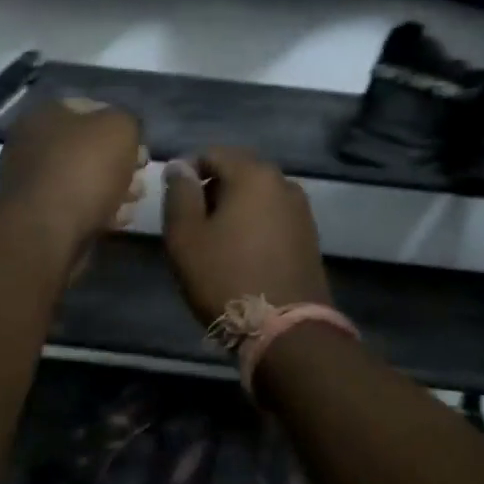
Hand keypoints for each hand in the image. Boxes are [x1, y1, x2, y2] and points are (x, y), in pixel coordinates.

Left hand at [0, 98, 145, 248]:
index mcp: (46, 115)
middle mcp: (35, 144)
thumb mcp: (119, 128)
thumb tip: (125, 134)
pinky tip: (118, 220)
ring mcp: (35, 182)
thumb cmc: (84, 169)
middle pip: (90, 148)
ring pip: (87, 179)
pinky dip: (100, 211)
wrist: (47, 231)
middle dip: (121, 162)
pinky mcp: (42, 216)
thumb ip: (127, 122)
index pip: (92, 108)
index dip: (122, 125)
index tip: (141, 146)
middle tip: (140, 176)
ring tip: (133, 201)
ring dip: (115, 189)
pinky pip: (79, 207)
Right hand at [162, 148, 331, 326]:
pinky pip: (273, 218)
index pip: (212, 153)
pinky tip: (241, 254)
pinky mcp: (310, 237)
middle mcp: (284, 183)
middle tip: (192, 224)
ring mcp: (302, 210)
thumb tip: (179, 166)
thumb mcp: (186, 236)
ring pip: (257, 196)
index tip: (174, 202)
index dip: (187, 172)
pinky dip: (254, 226)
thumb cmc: (226, 277)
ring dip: (234, 209)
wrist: (285, 330)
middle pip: (238, 172)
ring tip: (215, 242)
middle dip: (212, 190)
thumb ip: (179, 194)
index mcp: (253, 174)